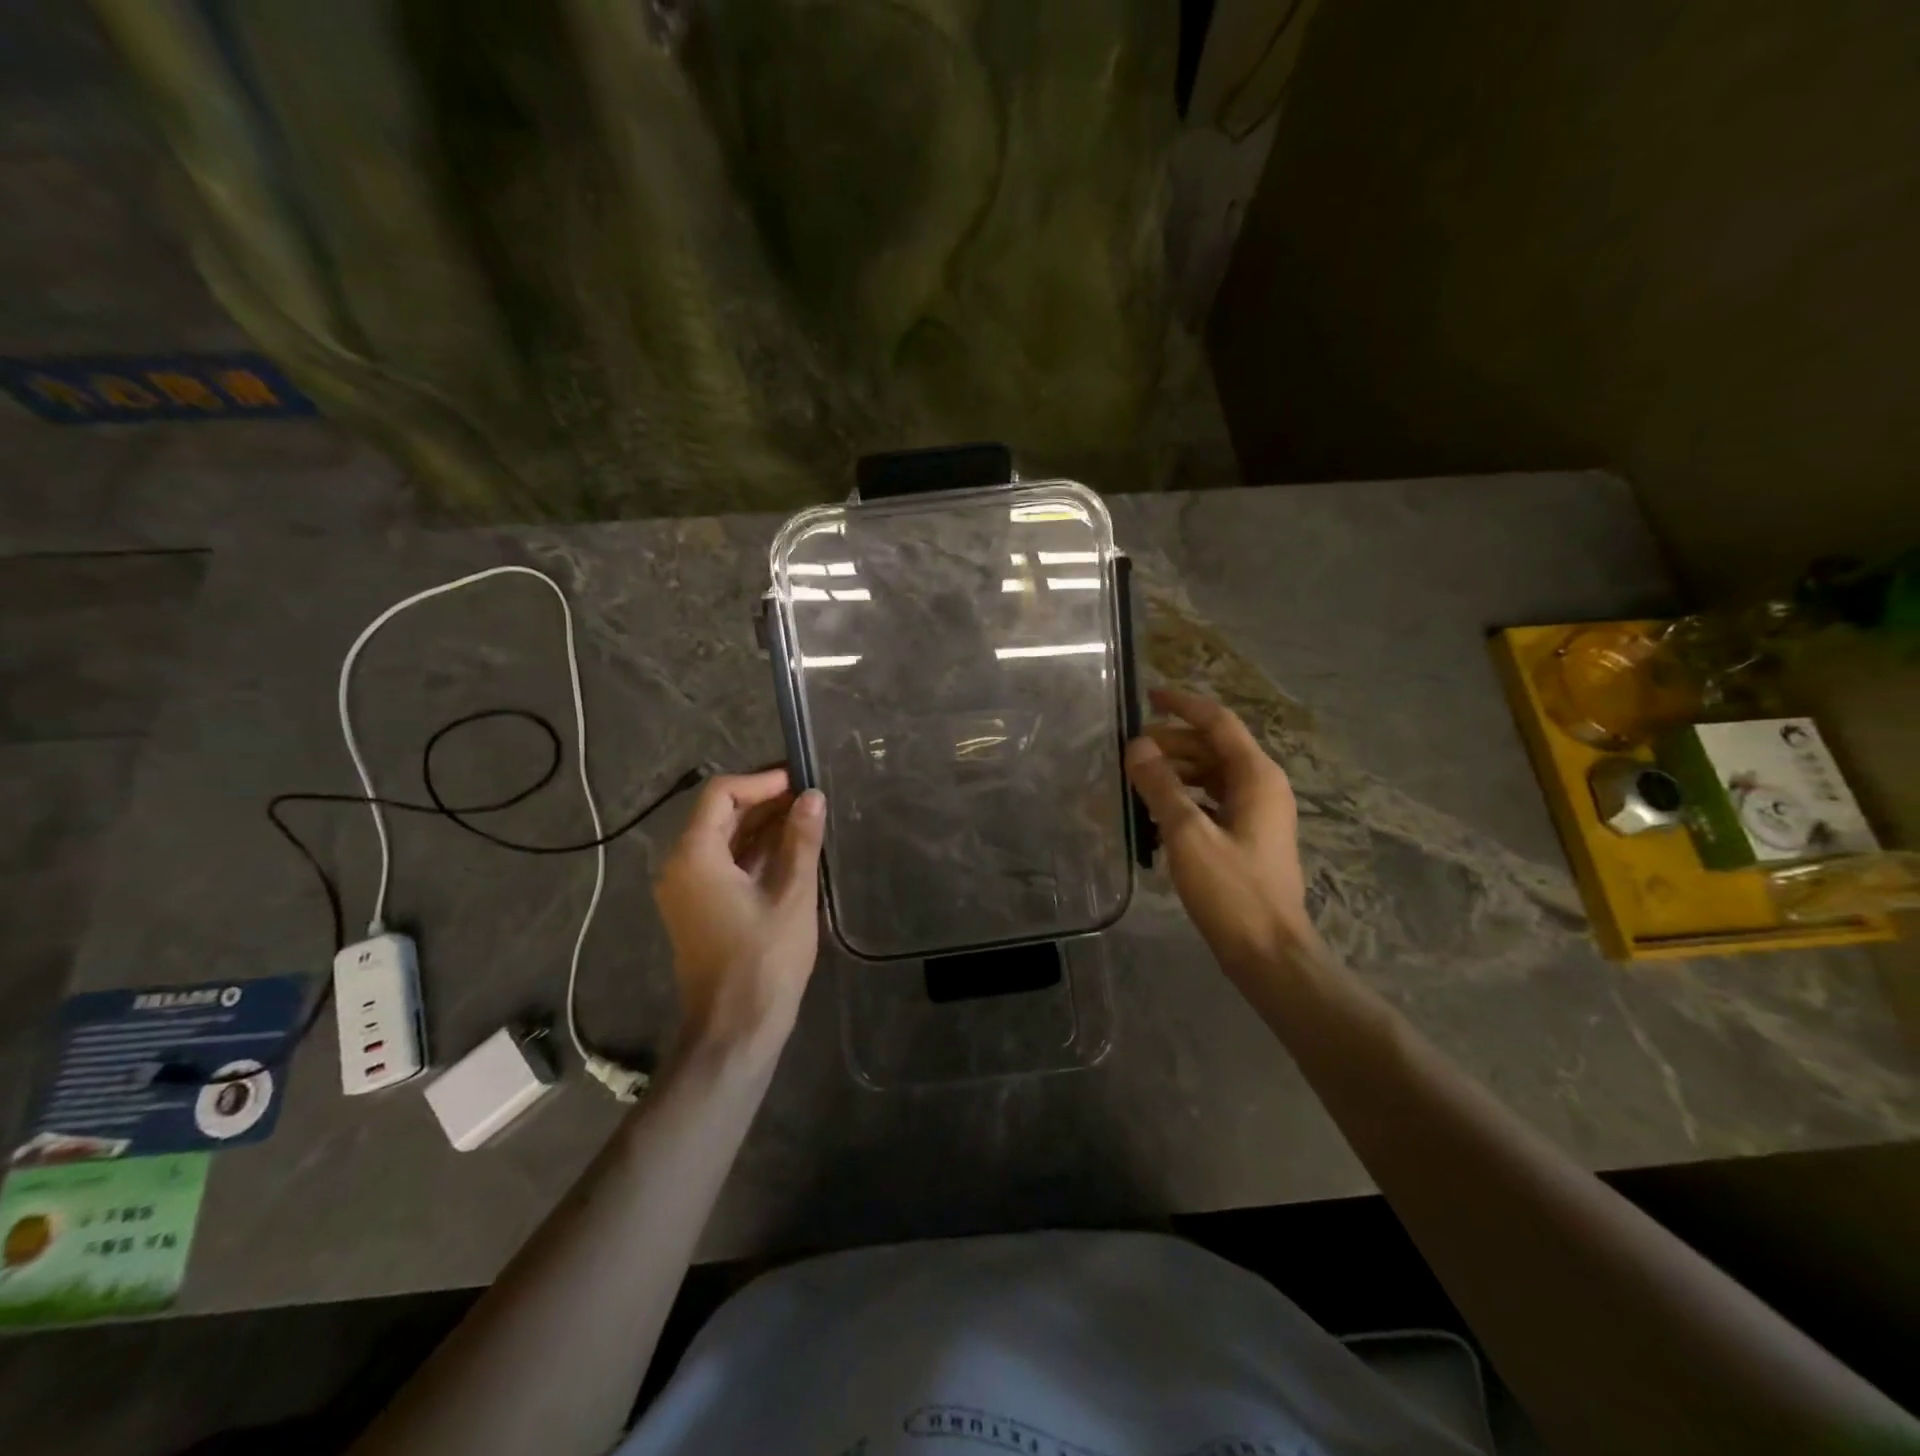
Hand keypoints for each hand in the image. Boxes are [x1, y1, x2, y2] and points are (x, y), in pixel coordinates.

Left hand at [653, 769, 825, 1055]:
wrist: (735, 1030)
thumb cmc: (764, 960)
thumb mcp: (792, 894)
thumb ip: (801, 840)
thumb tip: (812, 796)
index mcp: (695, 856)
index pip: (721, 794)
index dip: (761, 781)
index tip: (799, 779)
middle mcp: (682, 866)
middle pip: (720, 814)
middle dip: (765, 801)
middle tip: (810, 795)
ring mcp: (688, 889)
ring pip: (725, 839)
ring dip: (763, 825)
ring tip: (808, 816)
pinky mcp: (701, 908)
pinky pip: (726, 864)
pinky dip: (756, 851)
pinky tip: (793, 848)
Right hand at [1125, 688, 1314, 976]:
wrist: (1269, 952)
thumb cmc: (1232, 891)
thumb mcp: (1189, 835)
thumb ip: (1162, 786)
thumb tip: (1137, 747)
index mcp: (1257, 777)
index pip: (1218, 722)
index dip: (1183, 705)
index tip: (1148, 697)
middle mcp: (1262, 787)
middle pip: (1214, 748)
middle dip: (1173, 742)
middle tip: (1131, 750)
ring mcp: (1258, 814)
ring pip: (1213, 775)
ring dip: (1177, 771)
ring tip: (1138, 778)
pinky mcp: (1248, 838)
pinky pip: (1213, 801)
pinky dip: (1186, 797)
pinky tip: (1157, 811)